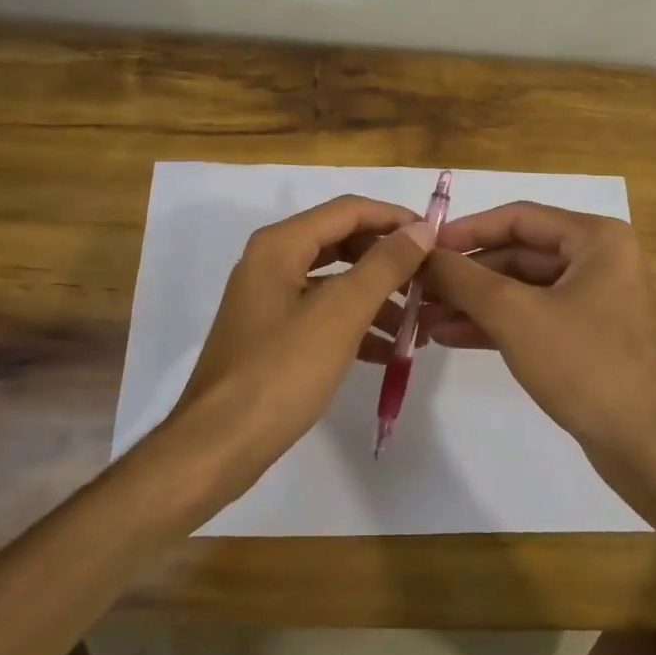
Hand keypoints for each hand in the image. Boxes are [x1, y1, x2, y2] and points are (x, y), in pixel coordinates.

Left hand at [161, 195, 434, 491]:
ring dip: (377, 296)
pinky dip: (355, 324)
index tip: (436, 237)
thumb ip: (384, 266)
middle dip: (388, 260)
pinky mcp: (272, 335)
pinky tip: (387, 350)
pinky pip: (322, 314)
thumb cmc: (282, 371)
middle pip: (342, 243)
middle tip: (429, 280)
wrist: (219, 444)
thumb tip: (420, 229)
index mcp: (280, 245)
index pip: (348, 210)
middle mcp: (271, 262)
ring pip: (334, 282)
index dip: (394, 218)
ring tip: (417, 322)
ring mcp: (269, 300)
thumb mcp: (341, 313)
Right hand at [420, 202, 655, 464]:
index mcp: (596, 239)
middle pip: (517, 253)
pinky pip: (531, 316)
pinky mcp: (584, 336)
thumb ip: (463, 278)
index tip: (423, 247)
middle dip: (466, 274)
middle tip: (418, 288)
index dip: (467, 230)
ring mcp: (593, 300)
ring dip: (473, 301)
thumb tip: (421, 254)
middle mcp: (598, 260)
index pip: (518, 218)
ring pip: (521, 288)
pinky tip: (449, 335)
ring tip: (422, 317)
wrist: (642, 443)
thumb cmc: (583, 364)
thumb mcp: (514, 314)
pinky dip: (494, 323)